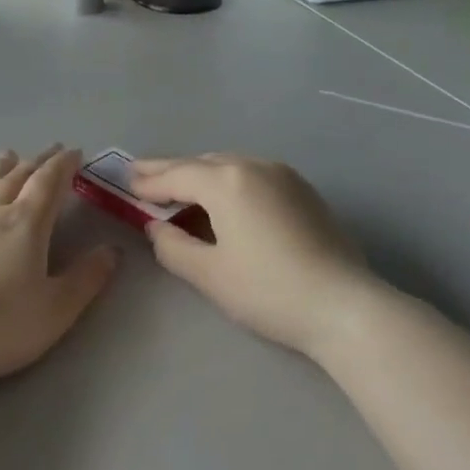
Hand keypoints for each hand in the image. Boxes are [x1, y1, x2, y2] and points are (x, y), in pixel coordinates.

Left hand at [0, 147, 117, 388]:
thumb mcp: (55, 311)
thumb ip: (86, 279)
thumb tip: (111, 250)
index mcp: (25, 225)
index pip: (49, 184)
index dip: (64, 166)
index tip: (74, 152)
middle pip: (16, 179)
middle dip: (36, 163)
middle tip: (49, 150)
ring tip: (7, 154)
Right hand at [131, 154, 393, 356]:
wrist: (344, 306)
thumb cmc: (268, 290)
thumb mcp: (209, 274)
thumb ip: (172, 246)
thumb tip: (157, 228)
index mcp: (226, 181)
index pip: (176, 175)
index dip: (149, 181)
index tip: (126, 184)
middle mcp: (253, 166)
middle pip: (201, 163)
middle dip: (170, 170)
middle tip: (142, 175)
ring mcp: (283, 175)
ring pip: (229, 165)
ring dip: (200, 174)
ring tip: (178, 186)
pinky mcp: (302, 190)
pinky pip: (252, 174)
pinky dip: (227, 180)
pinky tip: (222, 198)